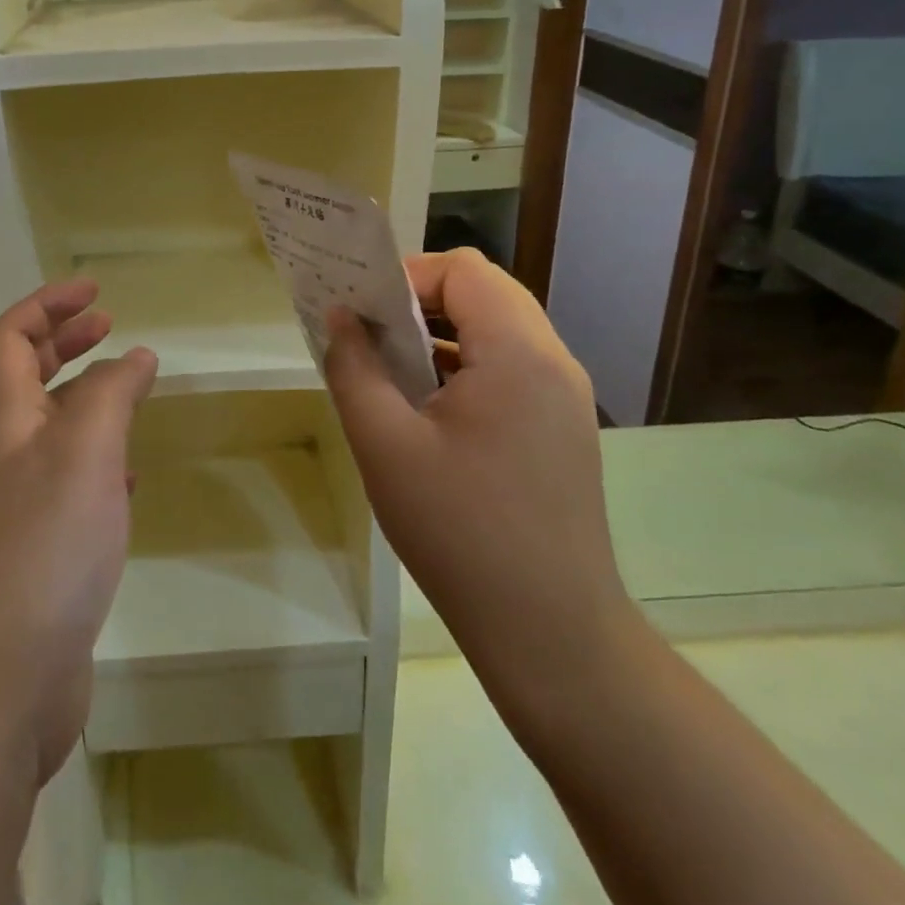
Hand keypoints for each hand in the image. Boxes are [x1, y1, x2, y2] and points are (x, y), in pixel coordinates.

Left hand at [0, 280, 155, 786]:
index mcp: (5, 425)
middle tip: (109, 325)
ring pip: (49, 435)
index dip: (46, 306)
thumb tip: (134, 355)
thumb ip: (111, 395)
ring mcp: (16, 513)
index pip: (8, 341)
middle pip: (24, 381)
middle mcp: (3, 461)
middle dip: (63, 343)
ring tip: (127, 391)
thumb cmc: (40, 550)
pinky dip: (98, 465)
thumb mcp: (85, 453)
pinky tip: (126, 481)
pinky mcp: (37, 561)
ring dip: (84, 401)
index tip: (94, 290)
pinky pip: (68, 490)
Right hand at [324, 249, 632, 705]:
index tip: (364, 312)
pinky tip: (430, 410)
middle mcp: (553, 361)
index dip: (407, 276)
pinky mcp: (563, 429)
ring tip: (393, 371)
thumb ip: (354, 368)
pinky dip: (467, 366)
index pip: (463, 270)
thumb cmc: (460, 532)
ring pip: (499, 330)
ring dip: (443, 335)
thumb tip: (339, 317)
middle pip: (485, 292)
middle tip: (371, 336)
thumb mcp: (385, 445)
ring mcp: (565, 397)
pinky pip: (511, 368)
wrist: (552, 635)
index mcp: (518, 353)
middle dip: (421, 302)